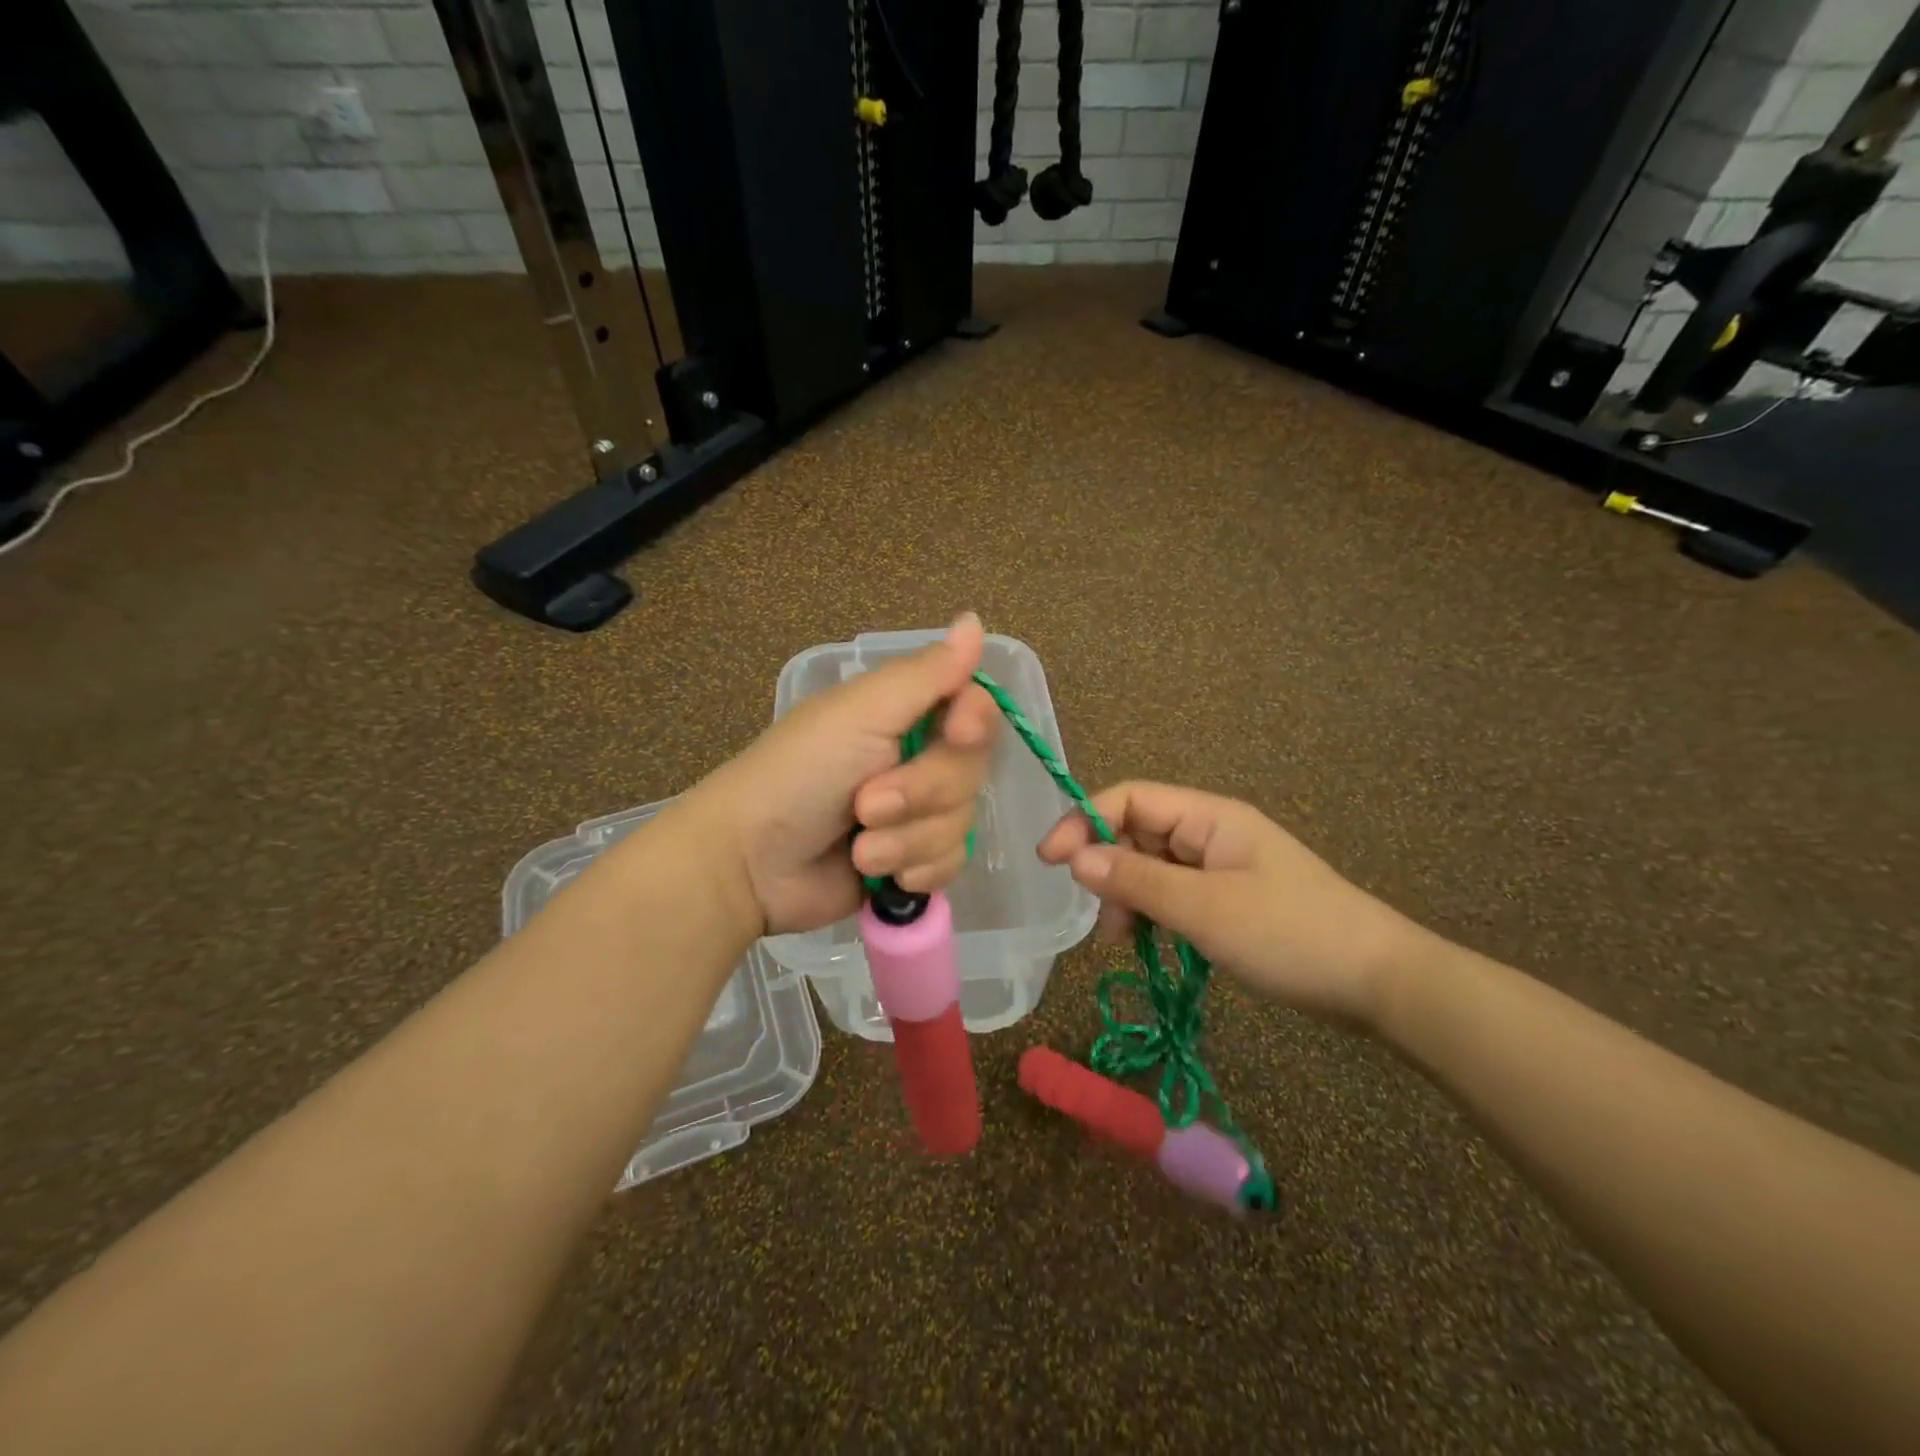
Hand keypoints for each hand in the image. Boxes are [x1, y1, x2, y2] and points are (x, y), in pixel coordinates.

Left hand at [690, 614, 997, 935]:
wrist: (751, 864)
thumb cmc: (800, 773)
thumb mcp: (860, 713)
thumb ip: (925, 674)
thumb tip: (974, 619)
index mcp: (904, 714)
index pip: (975, 707)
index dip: (975, 721)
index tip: (957, 733)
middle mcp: (917, 759)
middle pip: (971, 771)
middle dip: (922, 793)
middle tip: (866, 804)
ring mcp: (916, 815)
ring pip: (960, 823)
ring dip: (906, 839)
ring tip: (860, 847)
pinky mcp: (911, 861)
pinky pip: (949, 863)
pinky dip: (914, 870)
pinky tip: (879, 874)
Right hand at [1036, 782, 1424, 1028]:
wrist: (1380, 982)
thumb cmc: (1291, 935)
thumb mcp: (1206, 910)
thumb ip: (1137, 881)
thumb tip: (1076, 859)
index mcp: (1209, 816)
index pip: (1130, 798)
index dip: (1084, 821)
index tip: (1052, 863)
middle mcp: (1211, 832)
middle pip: (1137, 832)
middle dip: (1108, 869)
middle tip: (1102, 921)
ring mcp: (1222, 867)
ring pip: (1152, 867)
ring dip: (1129, 897)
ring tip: (1127, 941)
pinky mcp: (1230, 899)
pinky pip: (1175, 894)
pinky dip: (1155, 914)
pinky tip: (1154, 944)